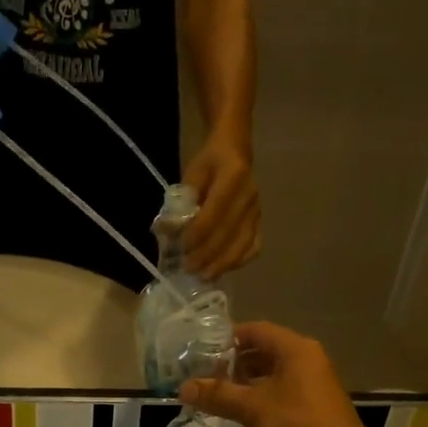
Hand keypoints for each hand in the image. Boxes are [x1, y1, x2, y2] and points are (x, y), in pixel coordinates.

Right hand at [181, 322, 386, 426]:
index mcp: (295, 350)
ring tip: (216, 397)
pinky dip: (260, 400)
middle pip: (263, 352)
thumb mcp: (252, 408)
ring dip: (245, 385)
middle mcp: (306, 361)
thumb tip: (183, 388)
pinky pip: (281, 395)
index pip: (255, 330)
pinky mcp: (313, 410)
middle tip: (204, 377)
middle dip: (233, 364)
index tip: (200, 352)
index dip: (227, 339)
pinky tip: (241, 416)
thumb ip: (218, 395)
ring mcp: (312, 387)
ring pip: (272, 376)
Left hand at [182, 134, 261, 278]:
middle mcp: (250, 195)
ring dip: (223, 263)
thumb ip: (181, 201)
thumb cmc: (209, 162)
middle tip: (189, 268)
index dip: (198, 233)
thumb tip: (167, 230)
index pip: (215, 211)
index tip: (182, 248)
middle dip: (208, 254)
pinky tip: (223, 269)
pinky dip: (239, 261)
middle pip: (230, 232)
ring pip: (244, 243)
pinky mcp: (260, 220)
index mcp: (233, 176)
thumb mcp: (192, 174)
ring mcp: (258, 210)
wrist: (235, 150)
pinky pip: (254, 246)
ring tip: (204, 275)